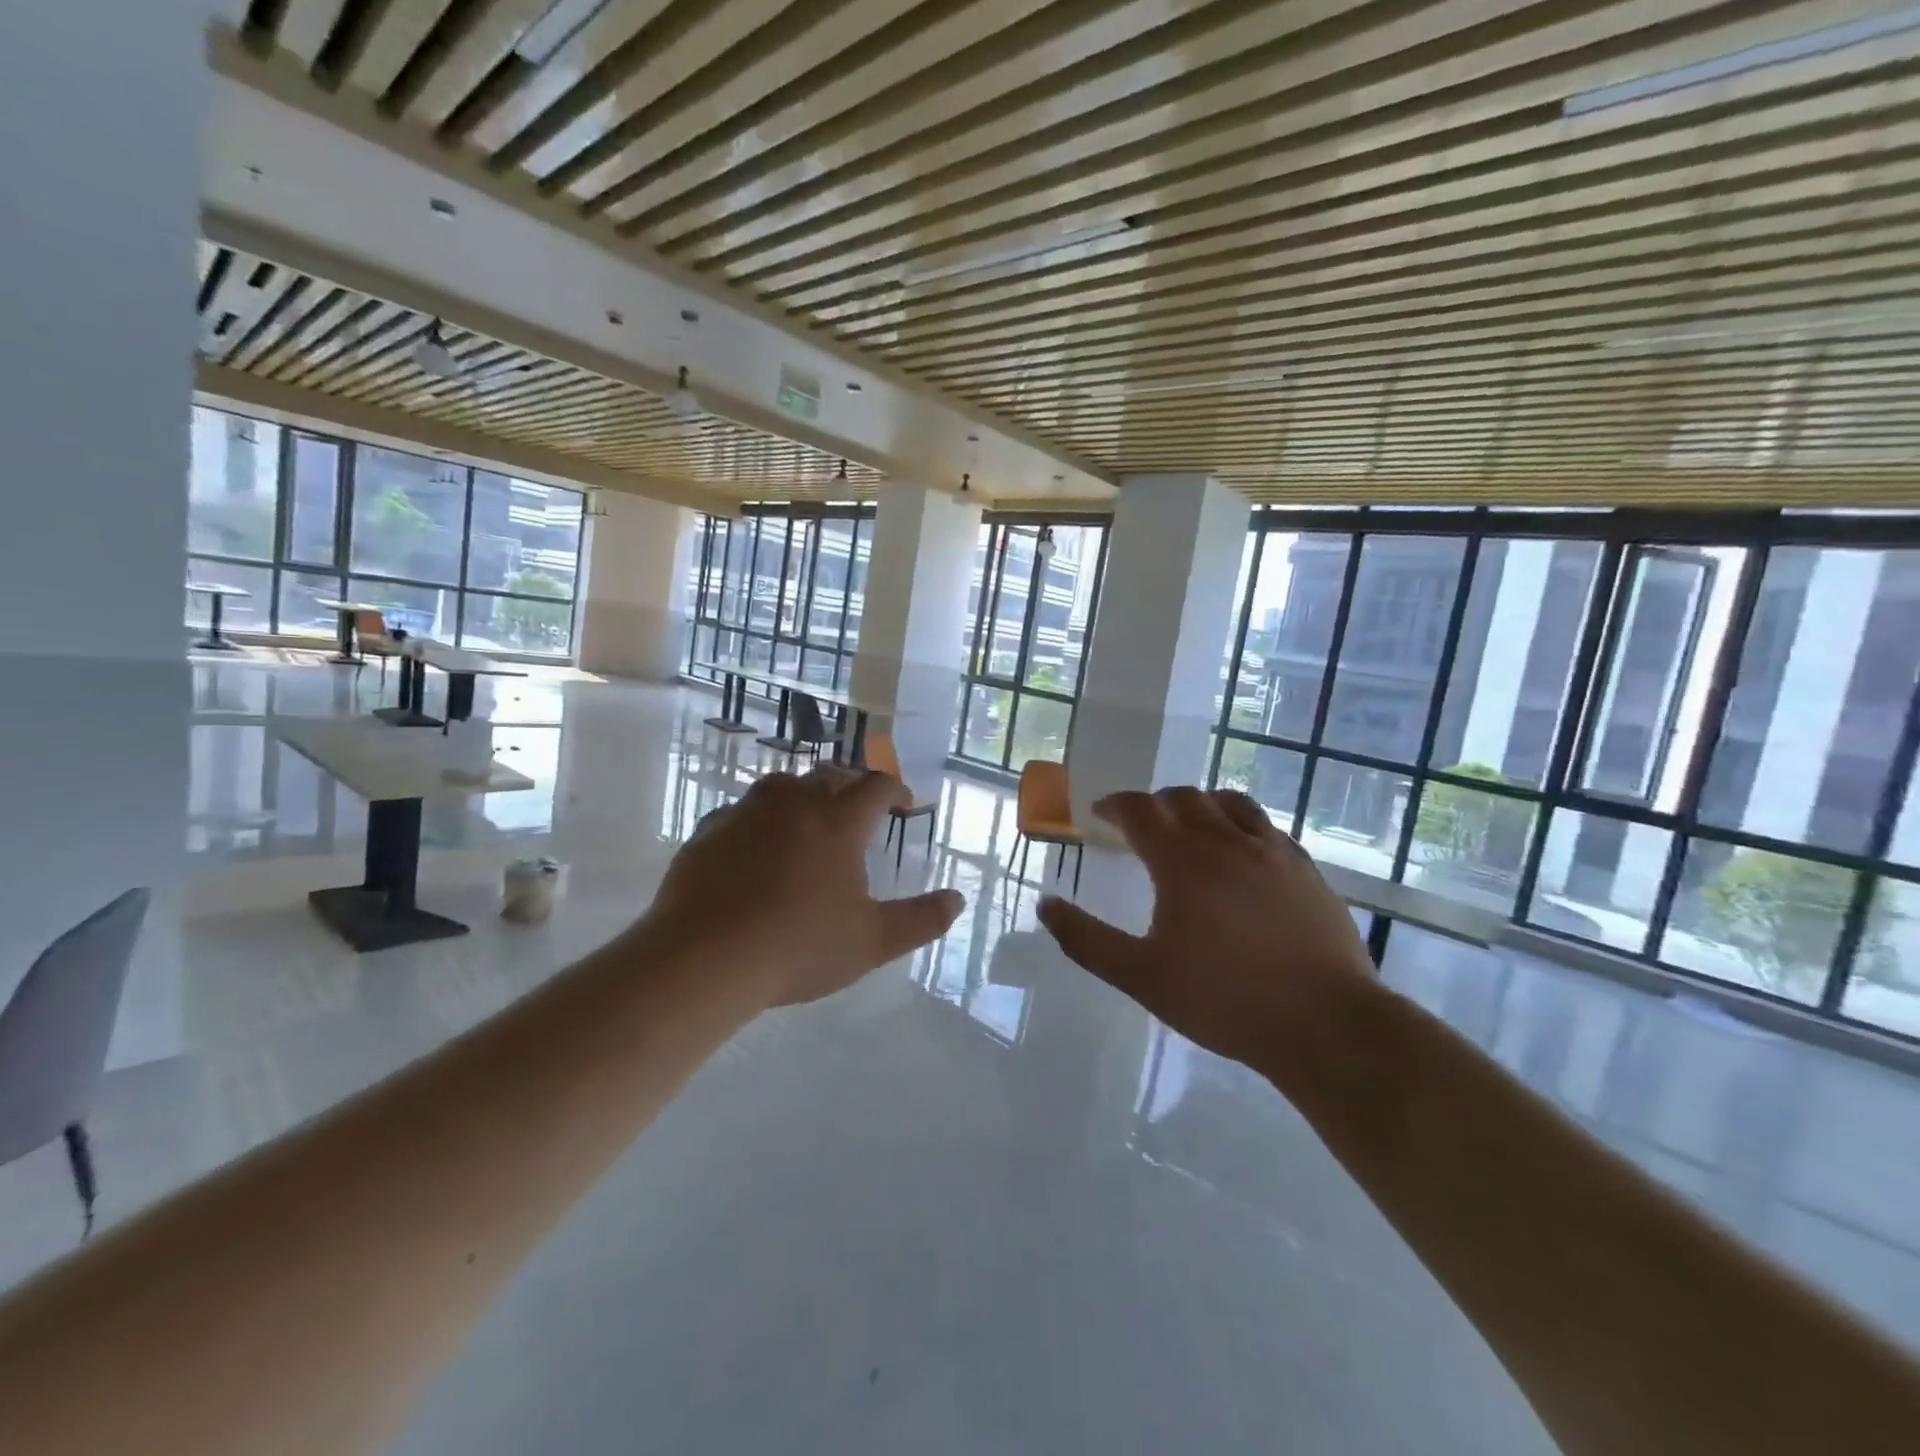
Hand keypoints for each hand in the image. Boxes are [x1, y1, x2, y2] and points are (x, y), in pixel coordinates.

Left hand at [643, 766, 963, 1006]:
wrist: (705, 958)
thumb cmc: (799, 946)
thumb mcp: (872, 941)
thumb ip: (920, 919)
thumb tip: (957, 899)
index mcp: (838, 822)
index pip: (876, 787)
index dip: (896, 790)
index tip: (904, 804)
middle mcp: (794, 805)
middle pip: (829, 776)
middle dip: (851, 784)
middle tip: (859, 804)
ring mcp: (746, 814)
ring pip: (781, 785)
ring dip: (803, 792)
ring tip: (808, 813)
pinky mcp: (709, 832)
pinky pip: (740, 811)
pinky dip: (758, 818)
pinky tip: (755, 842)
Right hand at [1036, 787, 1374, 1071]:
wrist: (1325, 1024)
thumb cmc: (1224, 1000)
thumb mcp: (1140, 976)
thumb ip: (1086, 940)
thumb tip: (1046, 905)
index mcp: (1183, 861)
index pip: (1140, 810)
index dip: (1115, 805)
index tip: (1099, 813)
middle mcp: (1227, 841)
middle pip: (1184, 797)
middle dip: (1154, 803)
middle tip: (1139, 825)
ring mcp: (1273, 852)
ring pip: (1231, 803)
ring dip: (1201, 804)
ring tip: (1191, 825)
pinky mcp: (1307, 870)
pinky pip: (1267, 828)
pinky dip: (1241, 826)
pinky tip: (1242, 855)